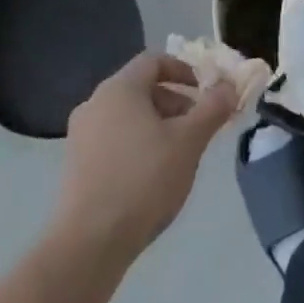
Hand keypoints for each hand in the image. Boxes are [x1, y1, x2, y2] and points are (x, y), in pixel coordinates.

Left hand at [54, 53, 236, 262]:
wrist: (90, 242)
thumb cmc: (144, 179)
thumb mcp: (189, 141)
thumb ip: (212, 108)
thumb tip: (228, 85)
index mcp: (119, 89)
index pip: (154, 61)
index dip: (183, 70)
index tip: (204, 91)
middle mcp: (94, 103)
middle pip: (141, 88)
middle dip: (174, 102)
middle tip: (198, 126)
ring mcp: (80, 135)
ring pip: (127, 116)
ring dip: (157, 125)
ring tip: (179, 154)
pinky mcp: (75, 165)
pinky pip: (112, 139)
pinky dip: (136, 144)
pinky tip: (152, 175)